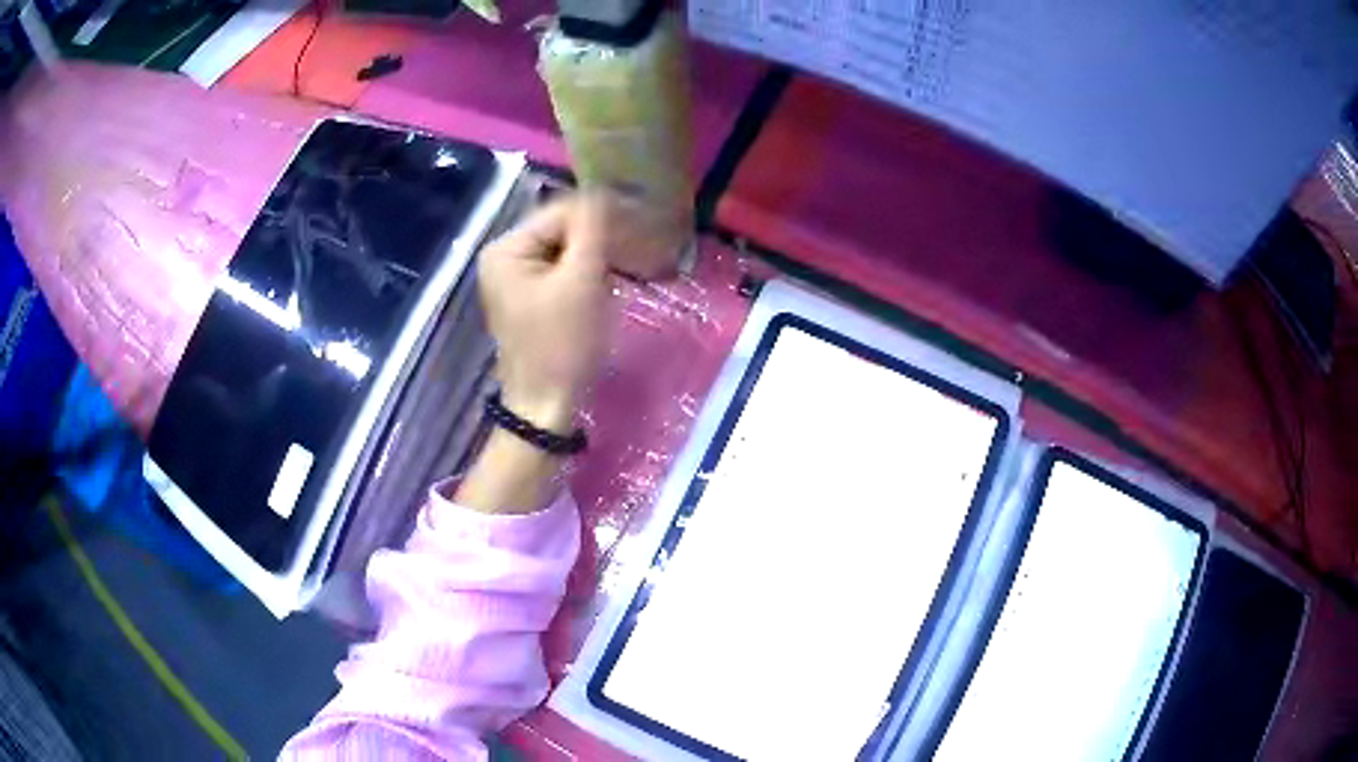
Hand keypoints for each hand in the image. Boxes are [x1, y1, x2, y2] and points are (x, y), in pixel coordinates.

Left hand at [457, 192, 679, 514]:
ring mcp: (515, 278)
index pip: (560, 212)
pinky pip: (562, 270)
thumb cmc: (563, 344)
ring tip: (631, 261)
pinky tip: (610, 278)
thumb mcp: (582, 281)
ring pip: (565, 249)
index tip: (641, 223)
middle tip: (640, 245)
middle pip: (561, 229)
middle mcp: (504, 256)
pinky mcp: (530, 297)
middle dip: (600, 236)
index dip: (601, 215)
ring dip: (598, 253)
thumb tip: (605, 191)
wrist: (547, 407)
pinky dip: (588, 271)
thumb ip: (593, 229)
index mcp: (506, 248)